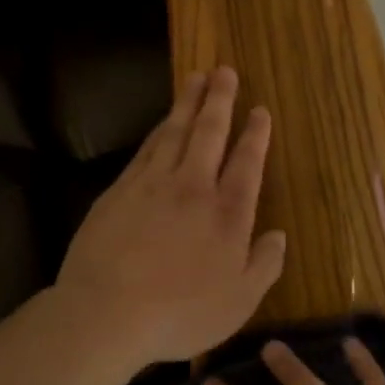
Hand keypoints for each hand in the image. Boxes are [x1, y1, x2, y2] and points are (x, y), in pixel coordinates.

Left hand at [56, 66, 286, 364]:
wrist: (106, 312)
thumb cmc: (180, 314)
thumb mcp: (239, 302)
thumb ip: (264, 265)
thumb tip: (278, 235)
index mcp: (227, 214)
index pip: (246, 163)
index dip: (255, 134)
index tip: (259, 110)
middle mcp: (192, 188)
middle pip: (209, 133)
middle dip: (220, 100)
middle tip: (224, 71)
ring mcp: (152, 185)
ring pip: (174, 132)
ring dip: (187, 103)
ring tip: (196, 78)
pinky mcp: (119, 190)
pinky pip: (146, 149)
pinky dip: (159, 129)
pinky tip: (163, 122)